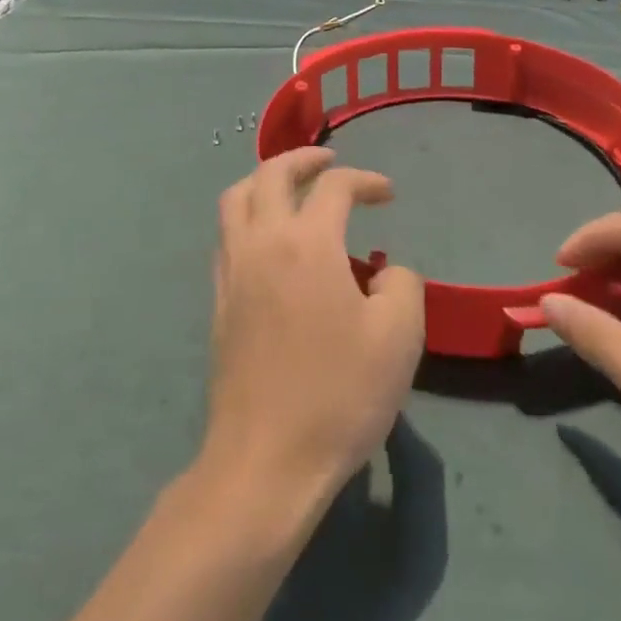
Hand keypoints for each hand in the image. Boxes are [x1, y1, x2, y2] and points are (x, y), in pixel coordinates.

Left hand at [201, 149, 425, 505]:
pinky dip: (249, 216)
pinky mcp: (219, 302)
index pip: (335, 186)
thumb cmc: (339, 394)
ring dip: (266, 180)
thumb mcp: (399, 337)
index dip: (366, 180)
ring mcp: (233, 271)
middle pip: (271, 173)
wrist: (266, 462)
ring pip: (236, 198)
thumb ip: (401, 284)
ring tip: (293, 189)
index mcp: (307, 243)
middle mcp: (262, 242)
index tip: (388, 194)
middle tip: (329, 160)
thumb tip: (383, 273)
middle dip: (303, 158)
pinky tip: (271, 241)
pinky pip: (228, 235)